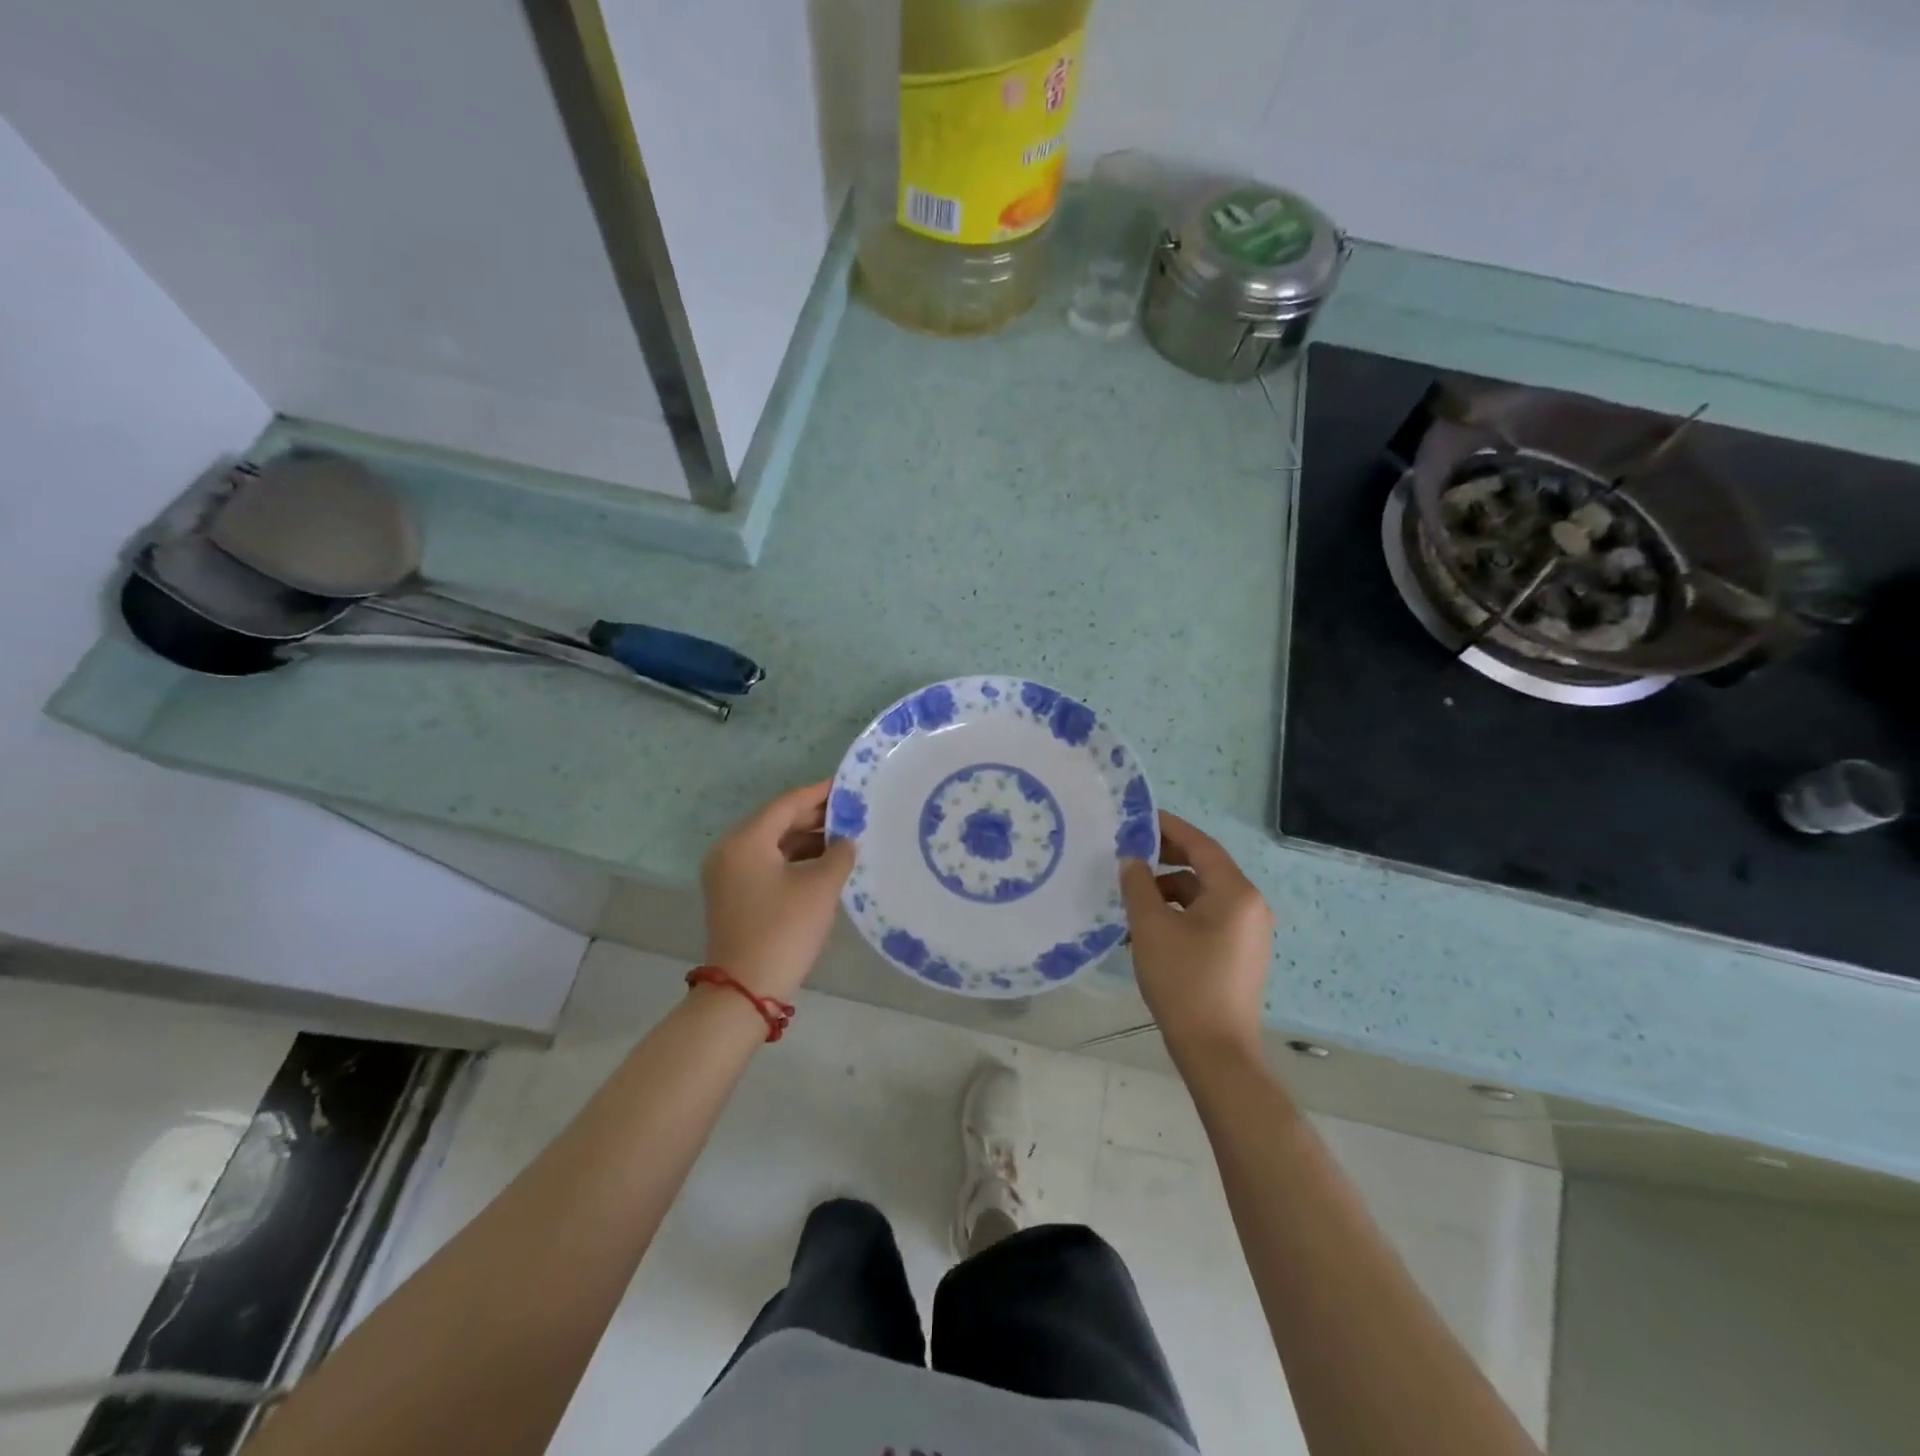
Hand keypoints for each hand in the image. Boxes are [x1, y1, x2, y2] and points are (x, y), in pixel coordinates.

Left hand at [700, 782, 856, 1001]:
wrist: (744, 991)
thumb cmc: (783, 931)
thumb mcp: (820, 888)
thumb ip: (839, 854)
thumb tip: (847, 841)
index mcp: (746, 840)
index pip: (787, 803)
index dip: (820, 793)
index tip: (849, 786)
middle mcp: (730, 850)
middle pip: (777, 821)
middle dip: (815, 816)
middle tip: (853, 810)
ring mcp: (728, 874)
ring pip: (773, 844)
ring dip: (807, 839)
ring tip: (846, 836)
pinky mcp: (734, 895)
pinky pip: (767, 863)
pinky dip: (794, 859)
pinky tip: (824, 863)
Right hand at [1120, 811, 1274, 1064]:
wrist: (1216, 1051)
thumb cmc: (1184, 980)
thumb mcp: (1151, 926)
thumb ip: (1138, 885)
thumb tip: (1132, 860)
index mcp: (1235, 892)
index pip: (1200, 844)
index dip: (1168, 828)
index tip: (1138, 819)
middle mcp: (1250, 906)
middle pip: (1204, 868)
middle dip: (1165, 860)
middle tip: (1130, 856)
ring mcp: (1249, 932)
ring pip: (1203, 896)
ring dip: (1168, 892)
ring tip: (1132, 902)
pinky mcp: (1241, 955)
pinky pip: (1208, 919)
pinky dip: (1180, 915)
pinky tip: (1150, 930)